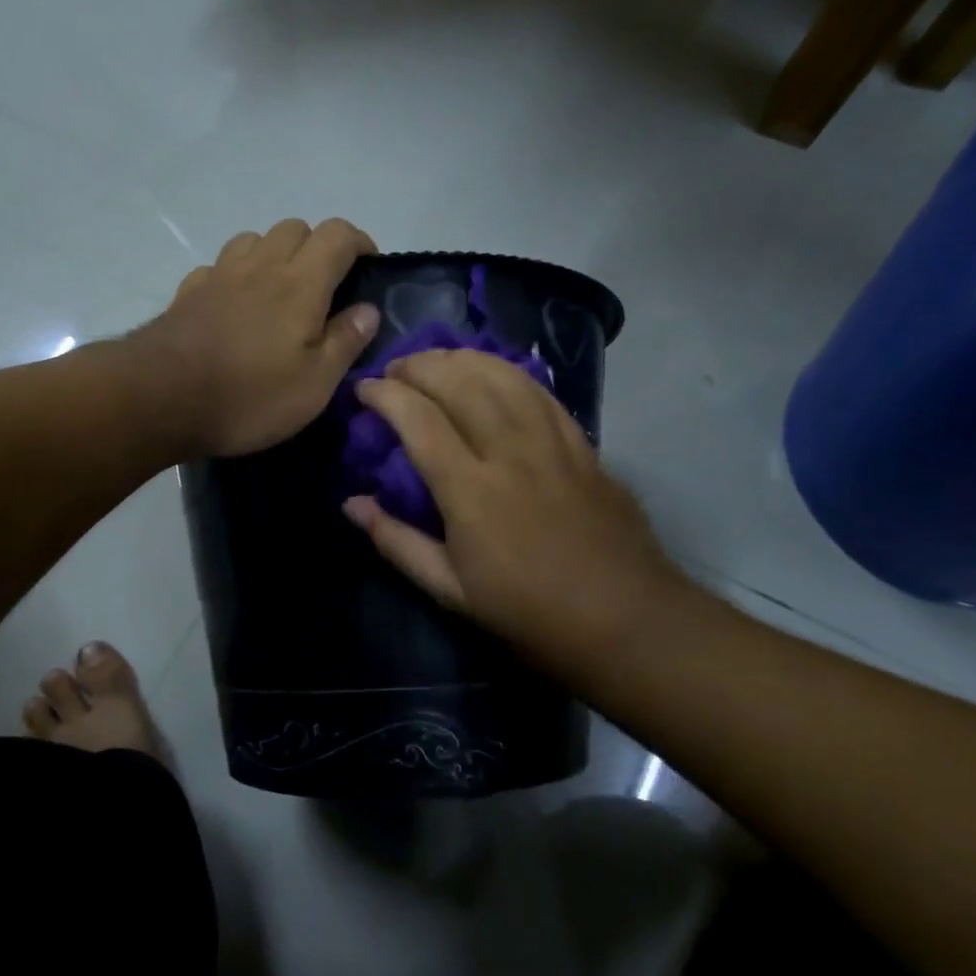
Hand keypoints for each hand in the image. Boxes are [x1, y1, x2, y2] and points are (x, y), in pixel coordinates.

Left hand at [135, 219, 379, 458]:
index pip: (337, 235)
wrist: (161, 399)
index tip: (367, 266)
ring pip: (254, 239)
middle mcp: (260, 267)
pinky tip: (234, 304)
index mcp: (300, 285)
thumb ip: (344, 342)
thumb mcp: (314, 385)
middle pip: (295, 227)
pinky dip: (235, 275)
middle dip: (316, 246)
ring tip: (278, 292)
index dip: (358, 242)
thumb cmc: (249, 397)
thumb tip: (368, 309)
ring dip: (273, 253)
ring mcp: (219, 276)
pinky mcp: (188, 292)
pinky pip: (218, 266)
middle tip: (324, 287)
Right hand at [343, 348, 688, 678]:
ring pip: (502, 376)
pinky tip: (492, 372)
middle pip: (459, 383)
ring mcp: (551, 442)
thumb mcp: (450, 590)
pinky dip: (507, 372)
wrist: (623, 617)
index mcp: (471, 490)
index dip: (385, 395)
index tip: (363, 389)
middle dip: (419, 365)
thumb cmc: (528, 610)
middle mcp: (510, 451)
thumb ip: (396, 542)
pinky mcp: (581, 444)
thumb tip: (351, 504)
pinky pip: (540, 391)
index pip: (418, 420)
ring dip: (462, 359)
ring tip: (436, 361)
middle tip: (394, 369)